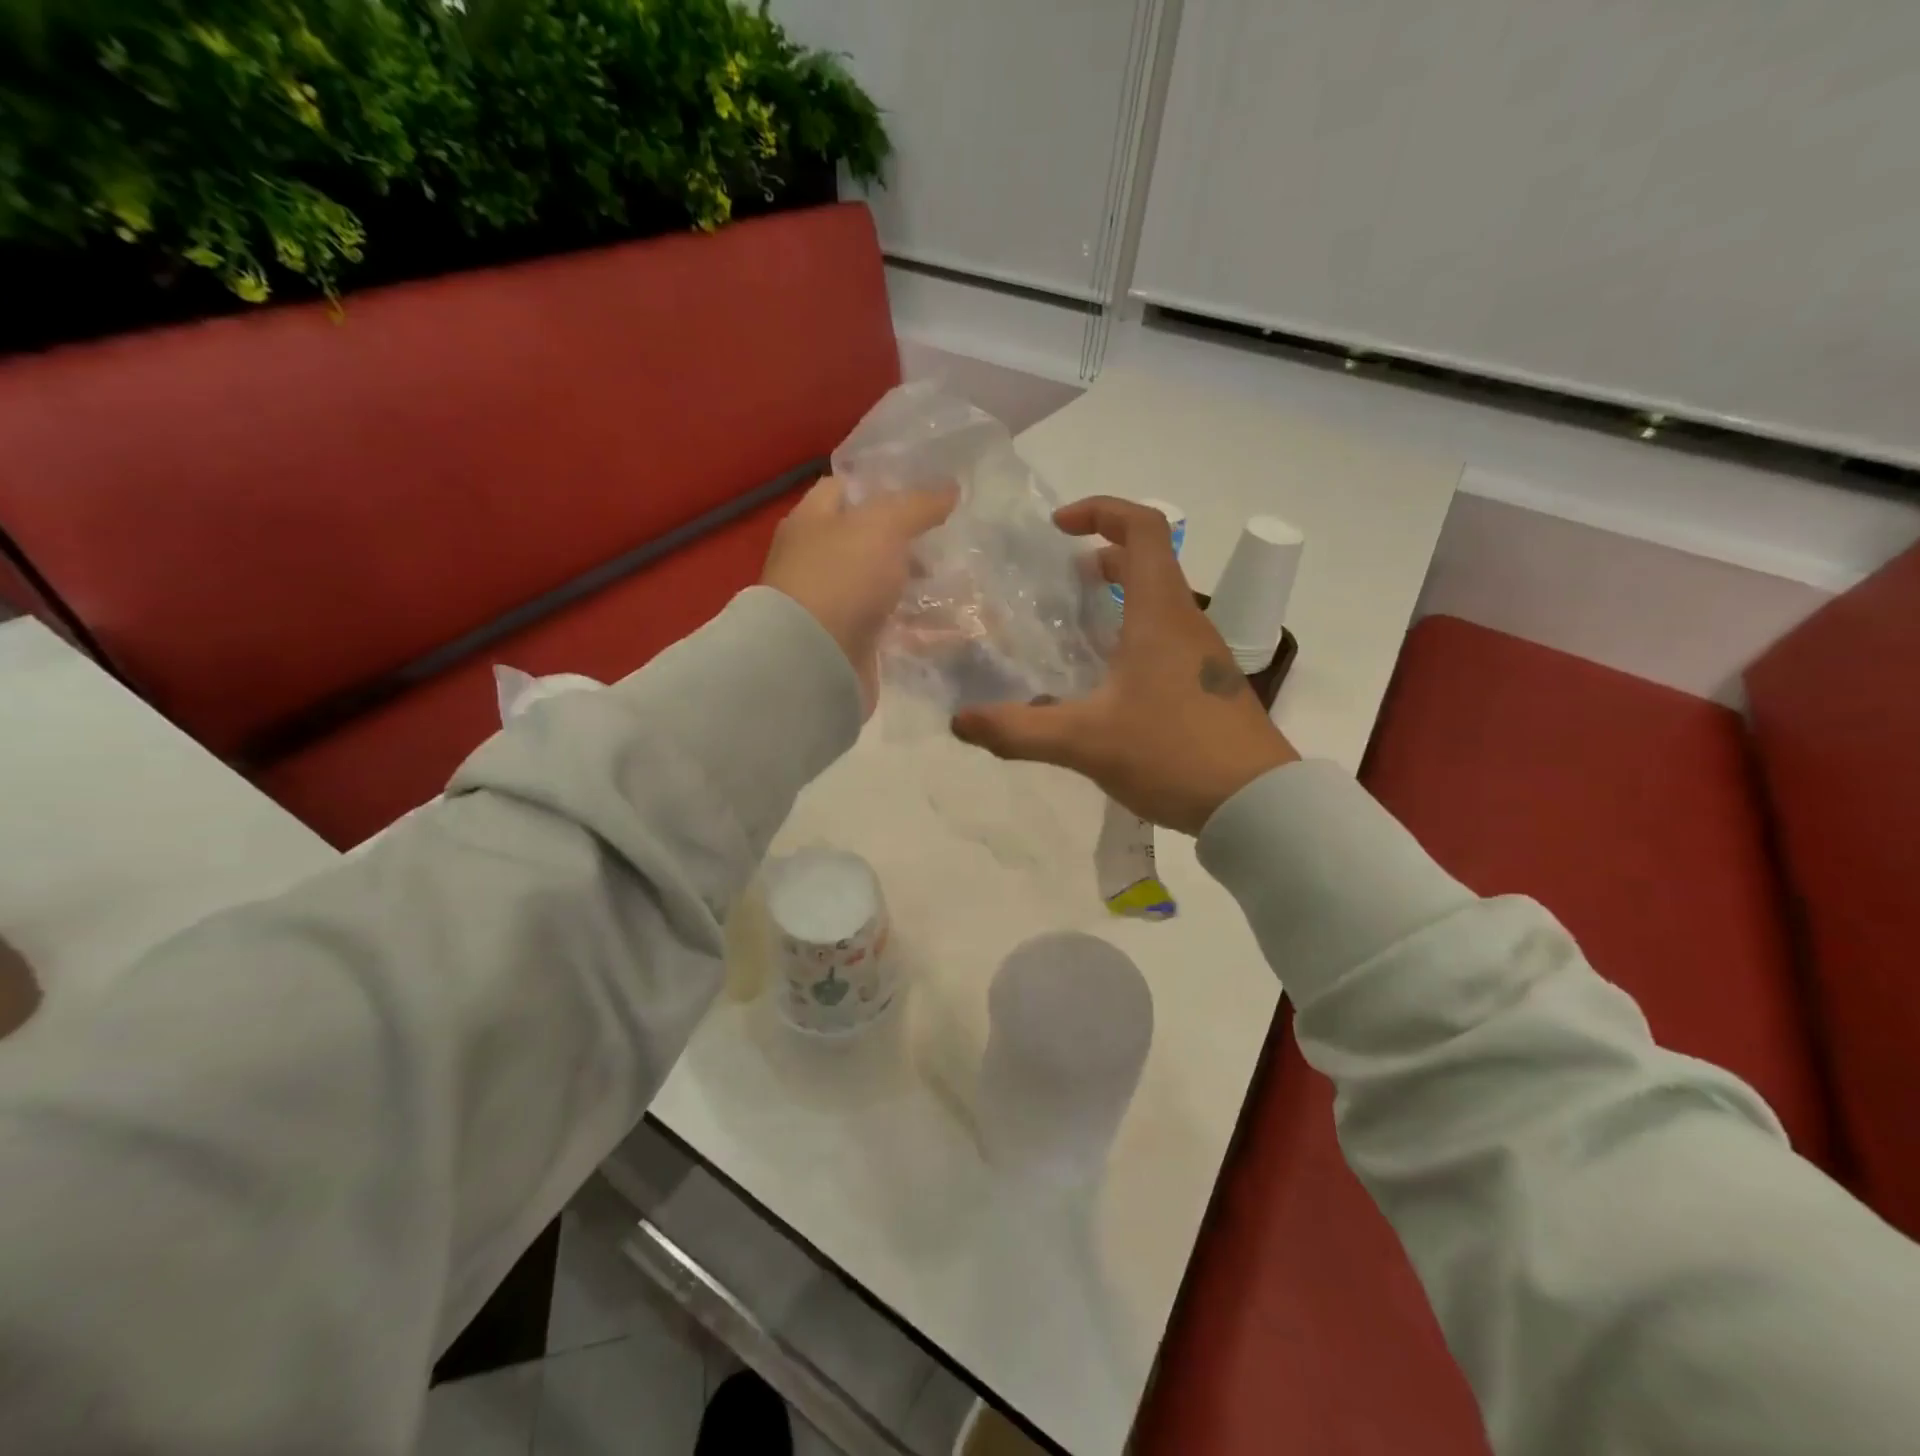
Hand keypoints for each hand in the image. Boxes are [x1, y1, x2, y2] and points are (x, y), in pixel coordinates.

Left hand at [762, 476, 957, 714]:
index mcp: (812, 522)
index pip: (843, 489)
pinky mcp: (852, 641)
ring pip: (882, 585)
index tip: (923, 491)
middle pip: (866, 541)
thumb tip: (950, 489)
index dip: (881, 486)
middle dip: (907, 541)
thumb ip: (917, 506)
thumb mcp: (883, 526)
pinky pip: (891, 626)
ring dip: (916, 584)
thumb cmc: (841, 577)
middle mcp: (817, 560)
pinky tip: (951, 623)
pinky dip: (918, 626)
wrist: (813, 660)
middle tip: (947, 540)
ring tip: (959, 581)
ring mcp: (834, 603)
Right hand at [951, 496, 1298, 834]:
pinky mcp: (1208, 686)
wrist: (1257, 804)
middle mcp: (1188, 623)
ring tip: (1076, 628)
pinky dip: (1133, 635)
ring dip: (1119, 598)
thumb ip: (1018, 731)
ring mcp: (1204, 656)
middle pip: (1150, 563)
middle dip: (1103, 557)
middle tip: (1060, 580)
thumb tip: (960, 722)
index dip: (1102, 511)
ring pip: (1159, 603)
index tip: (1060, 528)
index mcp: (1161, 614)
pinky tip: (1107, 681)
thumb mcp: (1085, 742)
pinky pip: (1167, 639)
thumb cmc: (1173, 754)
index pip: (1143, 528)